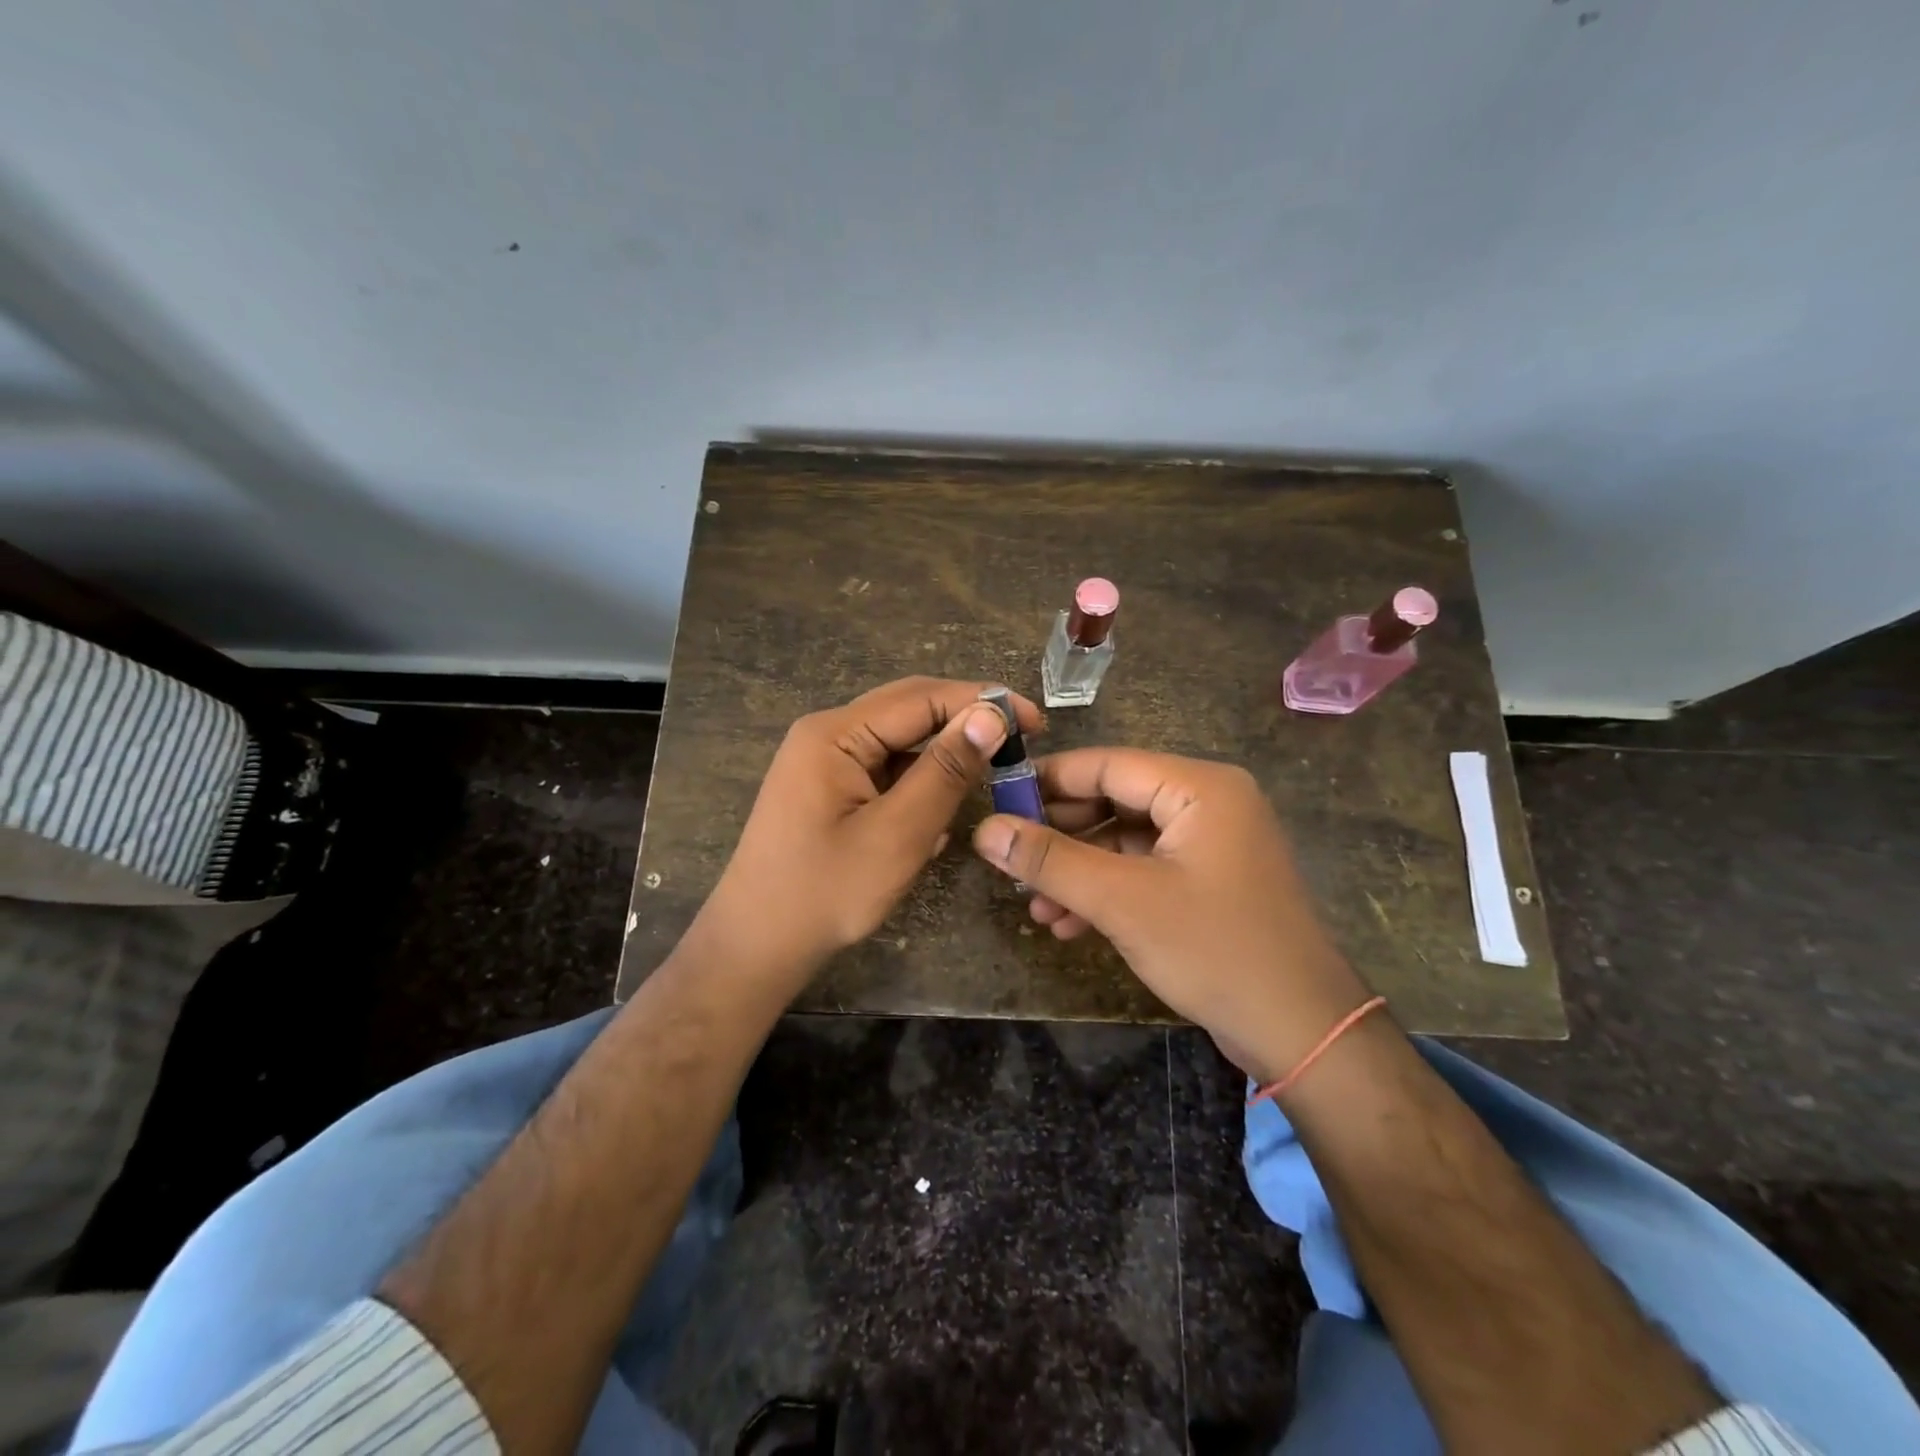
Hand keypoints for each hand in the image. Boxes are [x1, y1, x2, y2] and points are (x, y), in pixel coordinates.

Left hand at [703, 676, 1042, 985]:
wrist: (756, 945)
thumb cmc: (825, 893)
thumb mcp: (897, 834)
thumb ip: (945, 771)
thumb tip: (991, 715)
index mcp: (835, 734)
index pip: (921, 697)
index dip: (981, 702)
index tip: (1035, 722)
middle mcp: (827, 734)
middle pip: (909, 711)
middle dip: (965, 722)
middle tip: (1020, 742)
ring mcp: (825, 762)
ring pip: (900, 742)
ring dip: (944, 756)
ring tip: (990, 775)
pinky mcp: (829, 789)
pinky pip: (885, 771)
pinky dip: (919, 783)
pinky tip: (941, 811)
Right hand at [971, 748, 1369, 1081]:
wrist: (1302, 1032)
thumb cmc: (1214, 949)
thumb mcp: (1122, 902)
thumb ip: (1051, 861)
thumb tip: (985, 830)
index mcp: (1199, 787)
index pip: (1107, 764)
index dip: (1048, 781)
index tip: (997, 803)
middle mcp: (1208, 803)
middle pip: (1114, 801)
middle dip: (1061, 837)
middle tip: (1011, 860)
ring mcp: (1210, 845)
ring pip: (1125, 841)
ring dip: (1078, 872)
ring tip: (1035, 907)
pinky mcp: (1208, 882)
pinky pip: (1144, 870)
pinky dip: (1107, 893)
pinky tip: (1067, 925)